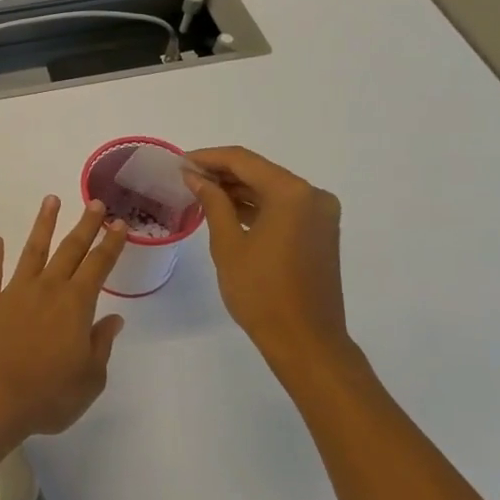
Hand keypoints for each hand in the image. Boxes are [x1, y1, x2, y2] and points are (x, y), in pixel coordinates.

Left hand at [0, 196, 128, 441]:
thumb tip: (113, 320)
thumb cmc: (48, 395)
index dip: (110, 244)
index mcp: (75, 305)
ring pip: (32, 251)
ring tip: (50, 200)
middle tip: (94, 203)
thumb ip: (101, 345)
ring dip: (42, 225)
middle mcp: (46, 289)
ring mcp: (13, 293)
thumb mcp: (89, 379)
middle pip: (69, 250)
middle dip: (84, 225)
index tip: (118, 224)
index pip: (98, 266)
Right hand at [185, 147, 366, 392]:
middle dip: (222, 172)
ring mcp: (320, 214)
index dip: (208, 158)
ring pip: (271, 189)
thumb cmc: (261, 292)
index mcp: (292, 193)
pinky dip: (256, 206)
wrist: (305, 341)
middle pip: (260, 171)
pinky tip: (227, 210)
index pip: (243, 161)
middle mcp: (313, 195)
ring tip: (200, 192)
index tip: (179, 162)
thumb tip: (195, 176)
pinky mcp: (320, 232)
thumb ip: (212, 202)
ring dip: (238, 189)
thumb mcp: (228, 244)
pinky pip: (283, 207)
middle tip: (186, 177)